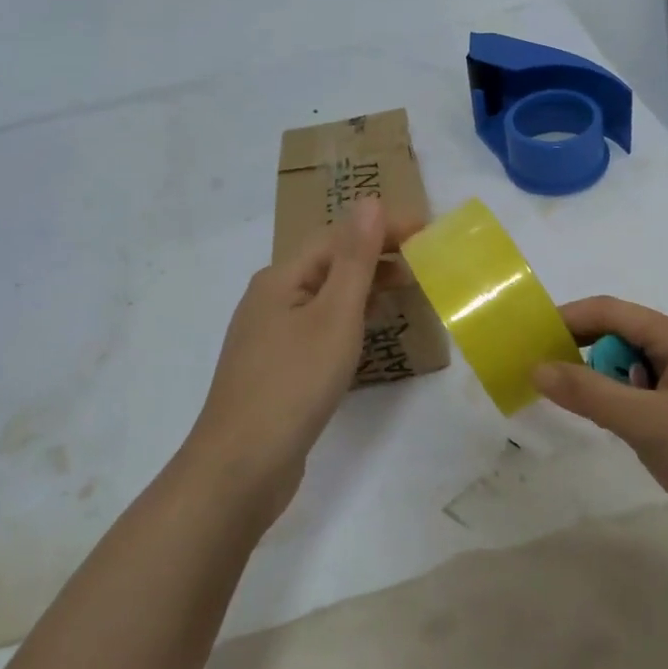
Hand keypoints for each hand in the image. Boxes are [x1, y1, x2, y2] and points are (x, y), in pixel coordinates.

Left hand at [182, 198, 400, 524]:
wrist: (240, 467)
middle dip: (375, 255)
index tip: (427, 230)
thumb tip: (369, 200)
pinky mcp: (276, 369)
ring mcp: (269, 336)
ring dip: (364, 286)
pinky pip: (319, 327)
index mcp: (280, 278)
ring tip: (406, 288)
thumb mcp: (334, 315)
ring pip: (324, 297)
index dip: (382, 228)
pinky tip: (367, 333)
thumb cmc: (293, 383)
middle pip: (329, 263)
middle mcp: (270, 299)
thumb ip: (355, 258)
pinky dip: (349, 319)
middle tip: (424, 259)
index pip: (338, 237)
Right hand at [532, 296, 667, 582]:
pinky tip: (612, 428)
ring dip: (603, 382)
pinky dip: (622, 405)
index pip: (613, 312)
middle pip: (623, 337)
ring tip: (573, 406)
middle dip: (583, 351)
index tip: (528, 338)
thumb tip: (537, 367)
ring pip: (633, 370)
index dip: (568, 319)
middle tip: (541, 376)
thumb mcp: (647, 423)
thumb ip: (589, 393)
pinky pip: (646, 399)